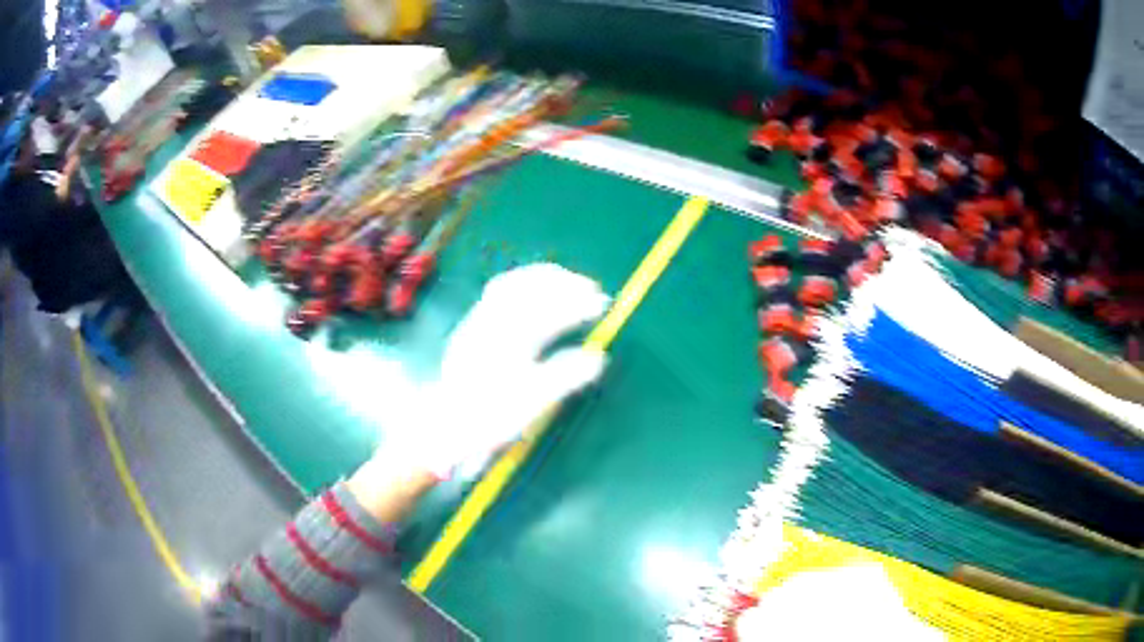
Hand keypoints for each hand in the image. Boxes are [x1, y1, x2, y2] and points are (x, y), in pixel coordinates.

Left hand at [348, 264, 609, 519]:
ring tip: (571, 282)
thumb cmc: (489, 417)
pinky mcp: (472, 324)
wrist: (445, 425)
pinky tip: (537, 292)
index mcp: (507, 340)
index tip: (603, 305)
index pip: (549, 310)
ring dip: (545, 278)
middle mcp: (491, 321)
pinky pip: (500, 289)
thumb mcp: (531, 403)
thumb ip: (565, 377)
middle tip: (594, 290)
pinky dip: (525, 282)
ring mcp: (478, 319)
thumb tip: (599, 357)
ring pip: (514, 282)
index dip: (579, 304)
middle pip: (531, 286)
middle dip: (566, 283)